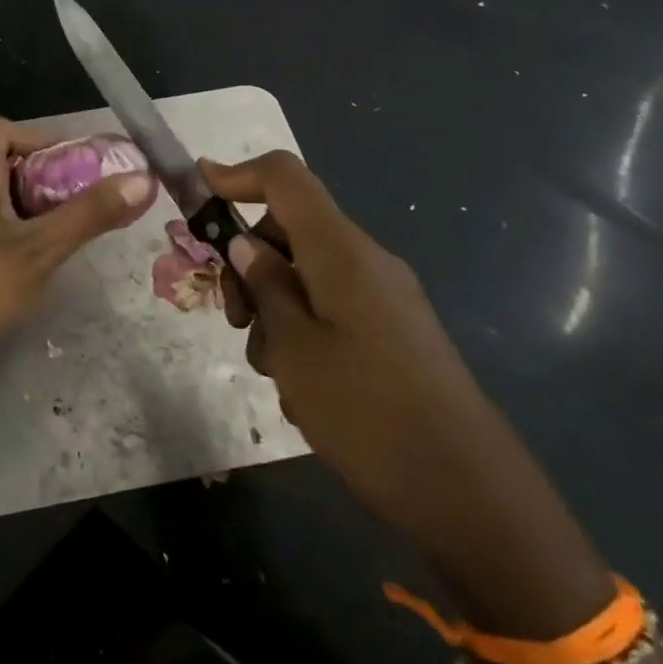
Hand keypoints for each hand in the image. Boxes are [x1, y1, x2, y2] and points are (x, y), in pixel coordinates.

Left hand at [0, 115, 154, 417]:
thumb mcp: (37, 249)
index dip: (37, 136)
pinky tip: (53, 263)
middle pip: (6, 164)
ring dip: (42, 211)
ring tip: (82, 231)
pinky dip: (26, 239)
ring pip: (4, 203)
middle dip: (51, 177)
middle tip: (93, 201)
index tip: (76, 166)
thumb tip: (141, 178)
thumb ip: (88, 214)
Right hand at [204, 151, 615, 642]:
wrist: (465, 489)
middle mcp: (365, 262)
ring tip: (274, 371)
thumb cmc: (365, 410)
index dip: (237, 174)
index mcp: (340, 251)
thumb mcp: (293, 347)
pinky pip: (331, 310)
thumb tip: (245, 245)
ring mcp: (383, 299)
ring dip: (273, 311)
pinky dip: (302, 333)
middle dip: (249, 264)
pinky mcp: (392, 333)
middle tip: (231, 319)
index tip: (197, 189)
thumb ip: (264, 287)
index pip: (285, 178)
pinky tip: (303, 390)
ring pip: (305, 277)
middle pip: (289, 231)